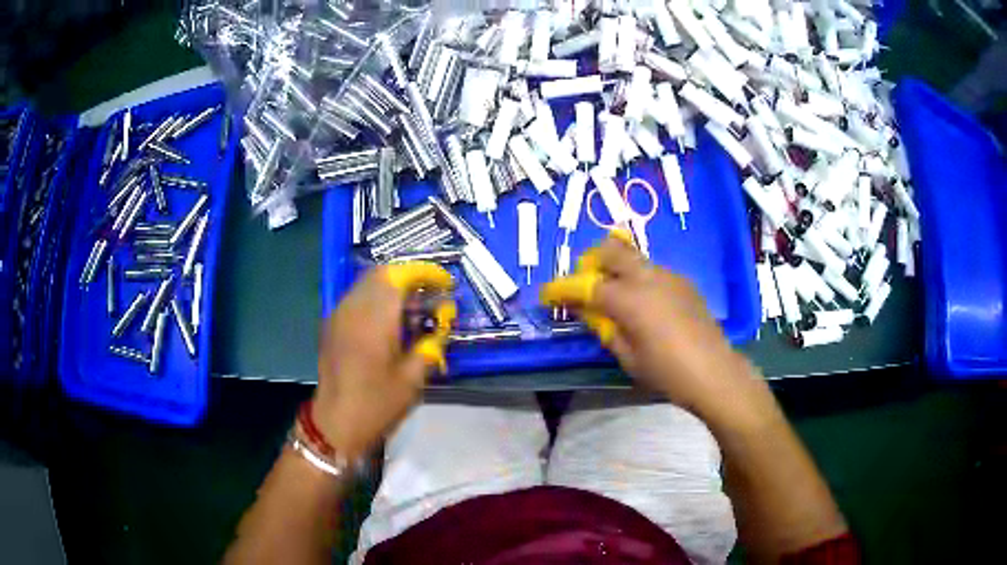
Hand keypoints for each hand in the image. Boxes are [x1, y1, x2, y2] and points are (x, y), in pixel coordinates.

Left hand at [313, 263, 455, 459]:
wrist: (335, 424)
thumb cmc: (377, 404)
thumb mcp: (412, 378)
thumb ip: (429, 344)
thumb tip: (443, 323)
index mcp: (374, 319)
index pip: (399, 276)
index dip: (424, 273)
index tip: (445, 283)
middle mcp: (353, 308)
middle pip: (381, 274)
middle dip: (409, 278)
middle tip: (430, 295)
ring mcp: (339, 315)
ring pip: (367, 284)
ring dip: (392, 288)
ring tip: (413, 309)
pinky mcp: (332, 325)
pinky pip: (357, 299)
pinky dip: (377, 299)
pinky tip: (389, 322)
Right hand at [542, 234, 770, 423]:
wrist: (714, 372)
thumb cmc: (667, 371)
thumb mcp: (627, 356)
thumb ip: (603, 327)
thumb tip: (586, 310)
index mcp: (629, 298)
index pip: (586, 285)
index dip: (562, 288)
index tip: (547, 295)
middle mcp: (647, 277)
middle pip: (610, 250)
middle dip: (590, 262)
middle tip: (583, 286)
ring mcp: (668, 275)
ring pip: (632, 256)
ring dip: (614, 267)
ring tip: (611, 295)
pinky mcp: (683, 282)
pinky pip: (650, 269)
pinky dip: (635, 277)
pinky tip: (641, 303)